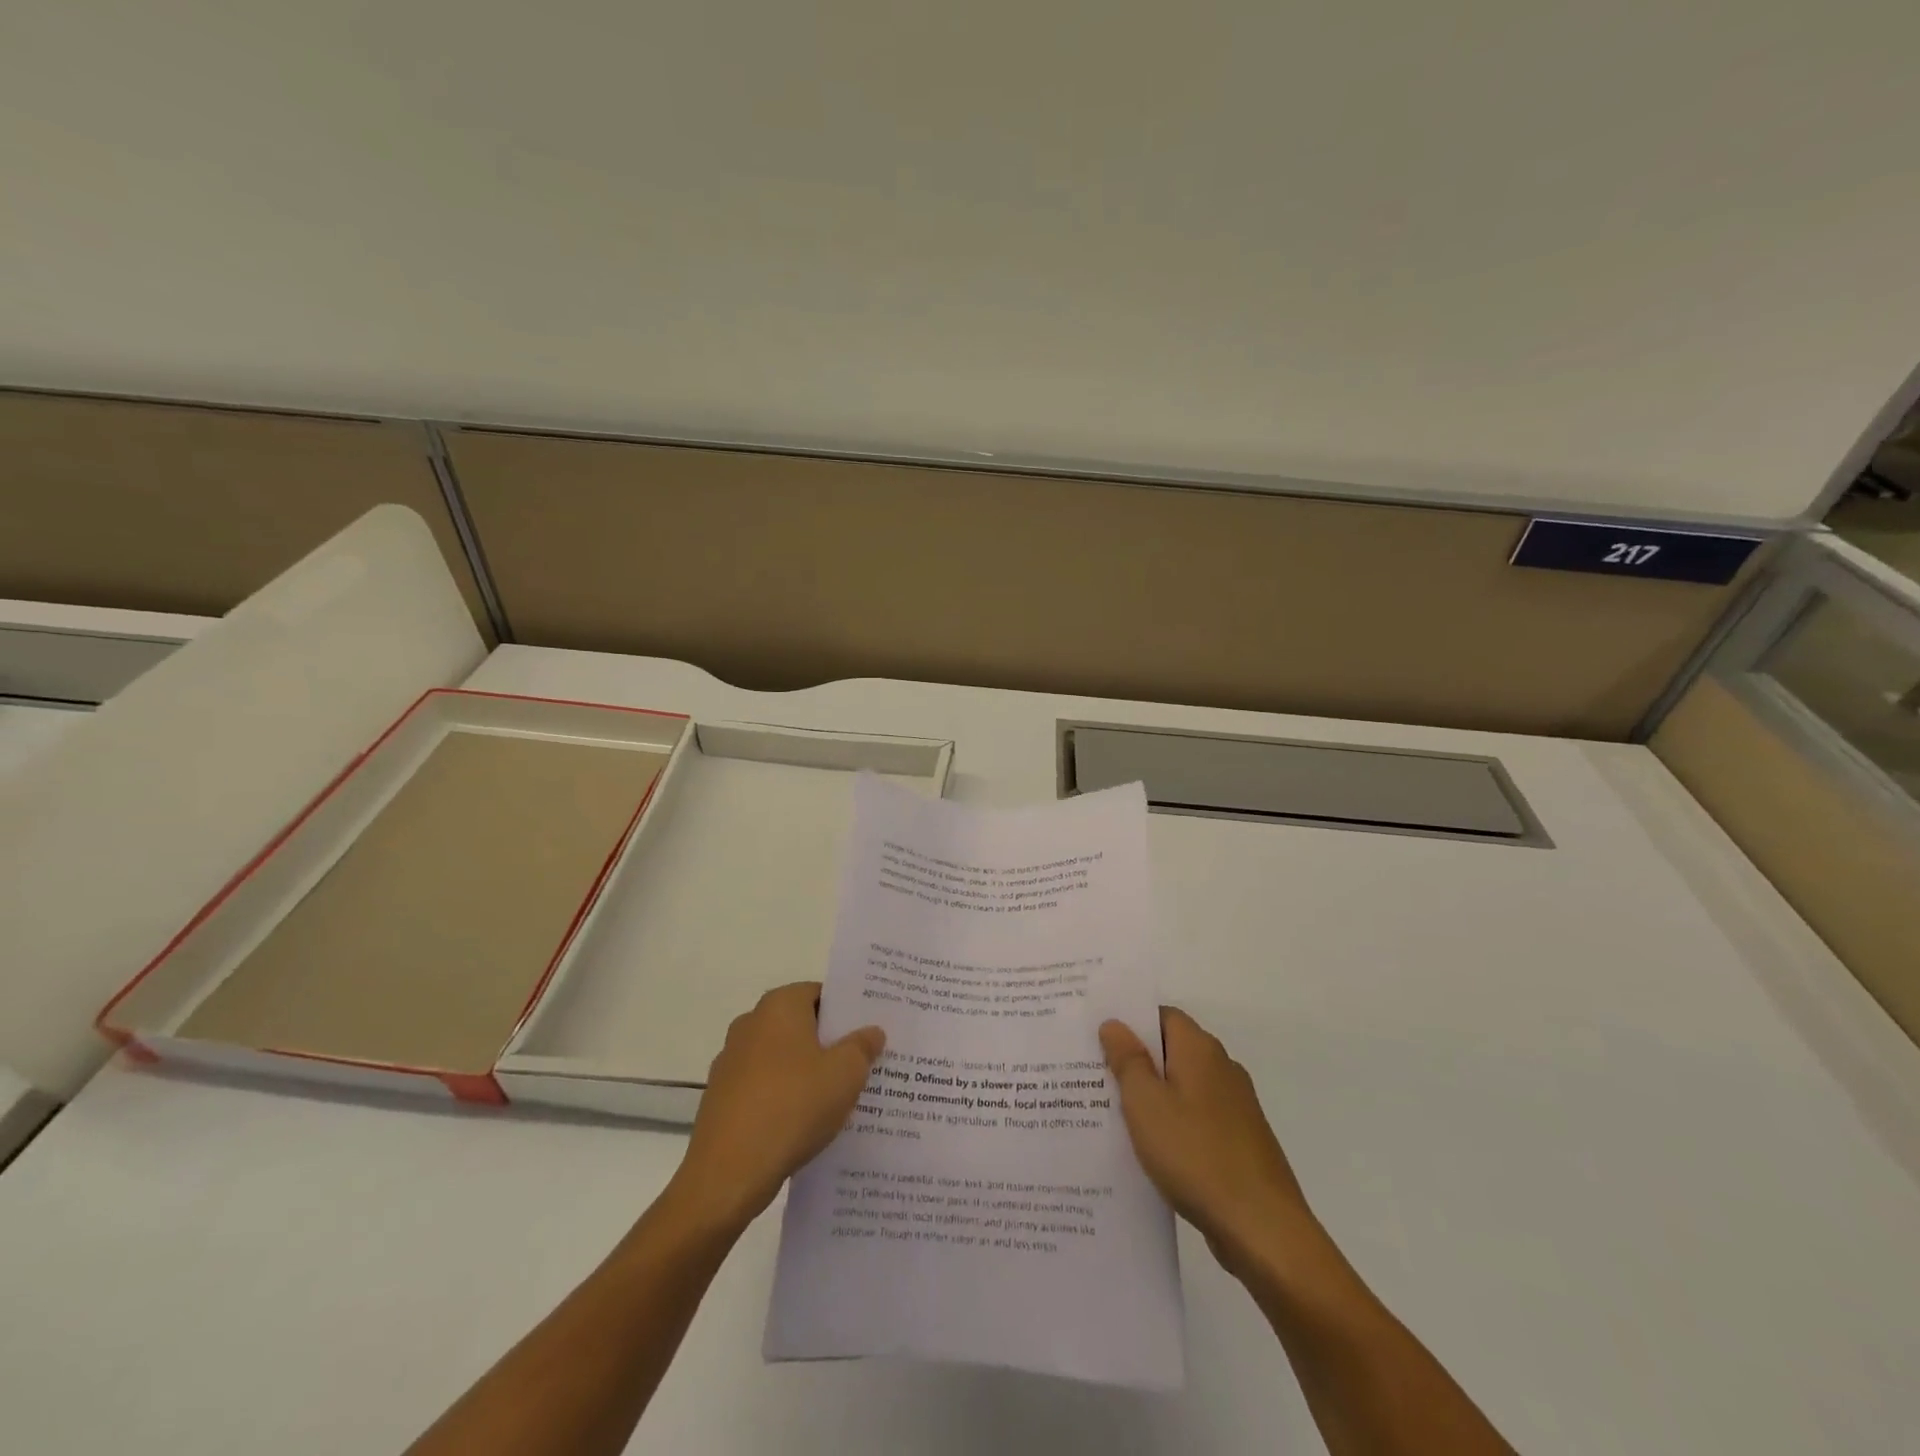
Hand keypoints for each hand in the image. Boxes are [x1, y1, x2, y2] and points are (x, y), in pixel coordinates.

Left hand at [667, 982, 883, 1234]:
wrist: (728, 1175)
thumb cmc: (793, 1107)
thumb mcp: (845, 1074)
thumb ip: (862, 1047)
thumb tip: (871, 1031)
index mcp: (779, 1006)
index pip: (820, 993)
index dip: (847, 1011)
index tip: (870, 1031)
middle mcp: (750, 1024)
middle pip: (800, 1024)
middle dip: (830, 1042)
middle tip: (863, 1062)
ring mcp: (731, 1061)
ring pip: (782, 1058)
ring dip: (807, 1071)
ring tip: (839, 1097)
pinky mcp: (721, 1098)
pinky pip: (764, 1086)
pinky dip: (784, 1096)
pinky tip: (805, 1122)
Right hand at [1100, 1007, 1319, 1278]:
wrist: (1263, 1229)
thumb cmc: (1196, 1155)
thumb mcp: (1146, 1104)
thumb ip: (1127, 1060)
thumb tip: (1114, 1024)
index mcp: (1200, 1049)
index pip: (1161, 1015)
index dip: (1130, 1022)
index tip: (1097, 1037)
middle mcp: (1222, 1068)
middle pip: (1171, 1050)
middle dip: (1135, 1060)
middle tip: (1094, 1074)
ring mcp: (1235, 1106)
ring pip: (1182, 1086)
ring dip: (1152, 1096)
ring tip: (1111, 1112)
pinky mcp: (1239, 1141)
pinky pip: (1195, 1118)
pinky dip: (1172, 1124)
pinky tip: (1148, 1148)